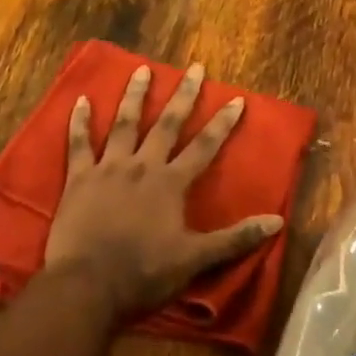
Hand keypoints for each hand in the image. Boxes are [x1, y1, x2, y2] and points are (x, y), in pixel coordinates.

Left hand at [43, 63, 283, 314]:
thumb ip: (235, 239)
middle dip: (183, 95)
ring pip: (124, 123)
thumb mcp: (195, 260)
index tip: (236, 99)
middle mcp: (142, 166)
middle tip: (194, 67)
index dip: (222, 123)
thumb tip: (276, 222)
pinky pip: (79, 144)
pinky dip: (79, 122)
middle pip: (167, 124)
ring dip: (135, 95)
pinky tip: (80, 100)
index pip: (204, 147)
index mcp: (171, 184)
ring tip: (142, 69)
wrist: (87, 288)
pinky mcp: (79, 179)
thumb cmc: (143, 274)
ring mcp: (109, 168)